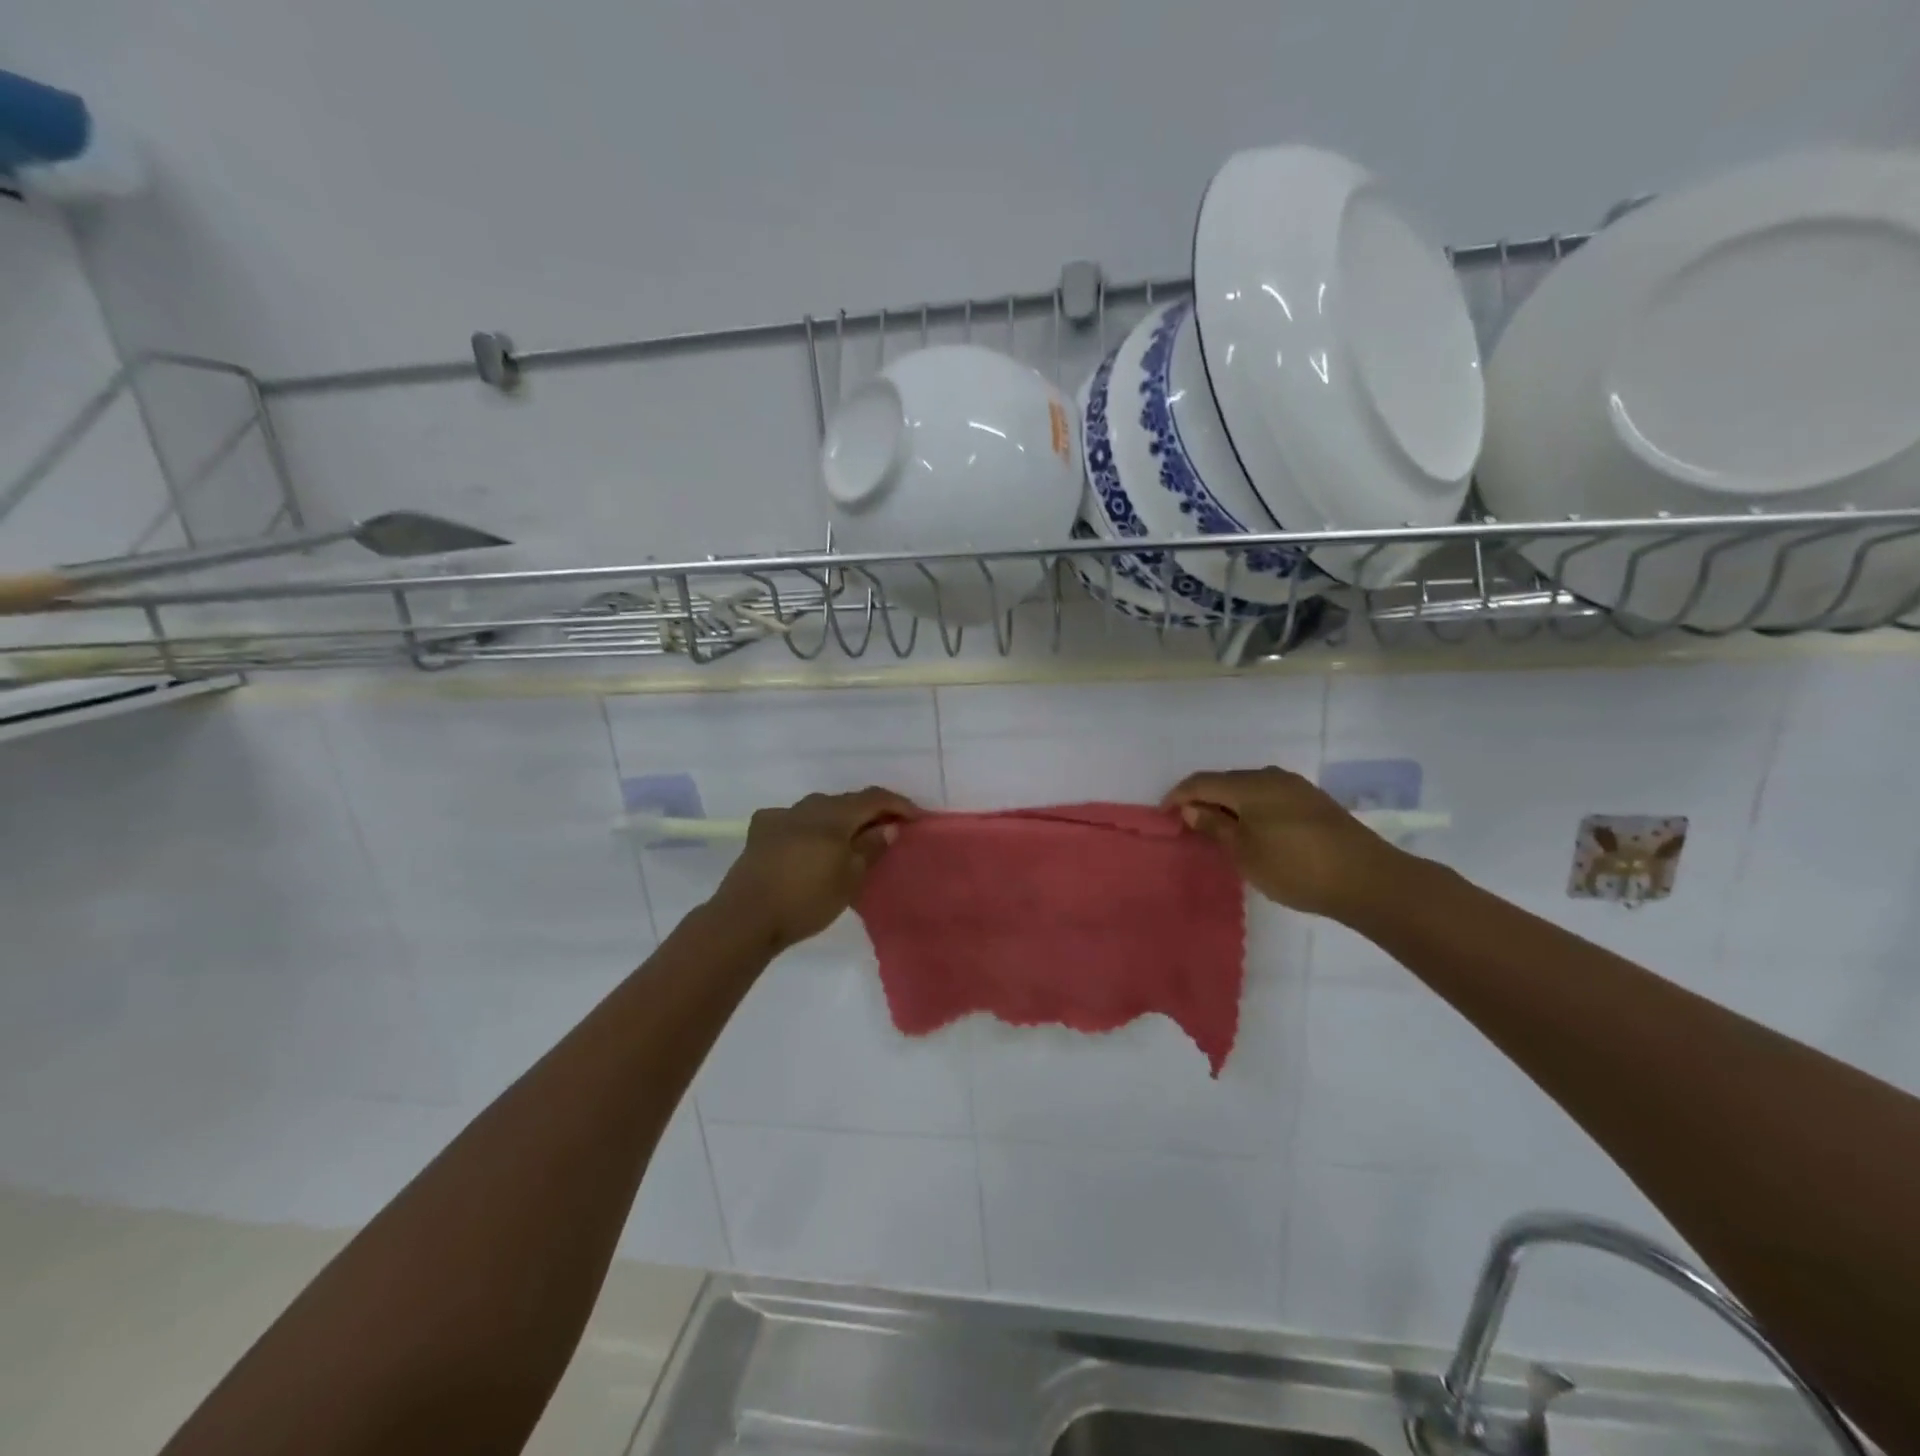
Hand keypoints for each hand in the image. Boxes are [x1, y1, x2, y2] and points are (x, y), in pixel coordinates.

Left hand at [710, 787, 920, 951]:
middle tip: (888, 829)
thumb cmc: (806, 900)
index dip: (899, 805)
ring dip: (840, 818)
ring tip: (851, 837)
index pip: (874, 798)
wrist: (746, 917)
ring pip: (820, 808)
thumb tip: (888, 826)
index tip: (917, 818)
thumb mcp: (849, 878)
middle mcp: (808, 807)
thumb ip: (870, 848)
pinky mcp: (761, 830)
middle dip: (870, 811)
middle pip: (847, 801)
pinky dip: (811, 826)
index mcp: (834, 815)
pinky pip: (794, 819)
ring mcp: (781, 816)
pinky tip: (809, 840)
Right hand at [1163, 766, 1399, 920]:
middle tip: (1189, 824)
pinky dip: (1251, 809)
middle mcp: (1272, 777)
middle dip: (1203, 798)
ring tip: (1219, 830)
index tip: (1162, 815)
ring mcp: (1296, 788)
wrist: (1368, 879)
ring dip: (1228, 804)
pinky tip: (1253, 831)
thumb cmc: (1295, 867)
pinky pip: (1269, 797)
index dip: (1177, 795)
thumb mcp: (1245, 852)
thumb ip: (1215, 826)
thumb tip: (1191, 807)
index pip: (1201, 782)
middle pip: (1225, 781)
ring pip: (1249, 788)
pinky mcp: (1314, 802)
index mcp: (1250, 785)